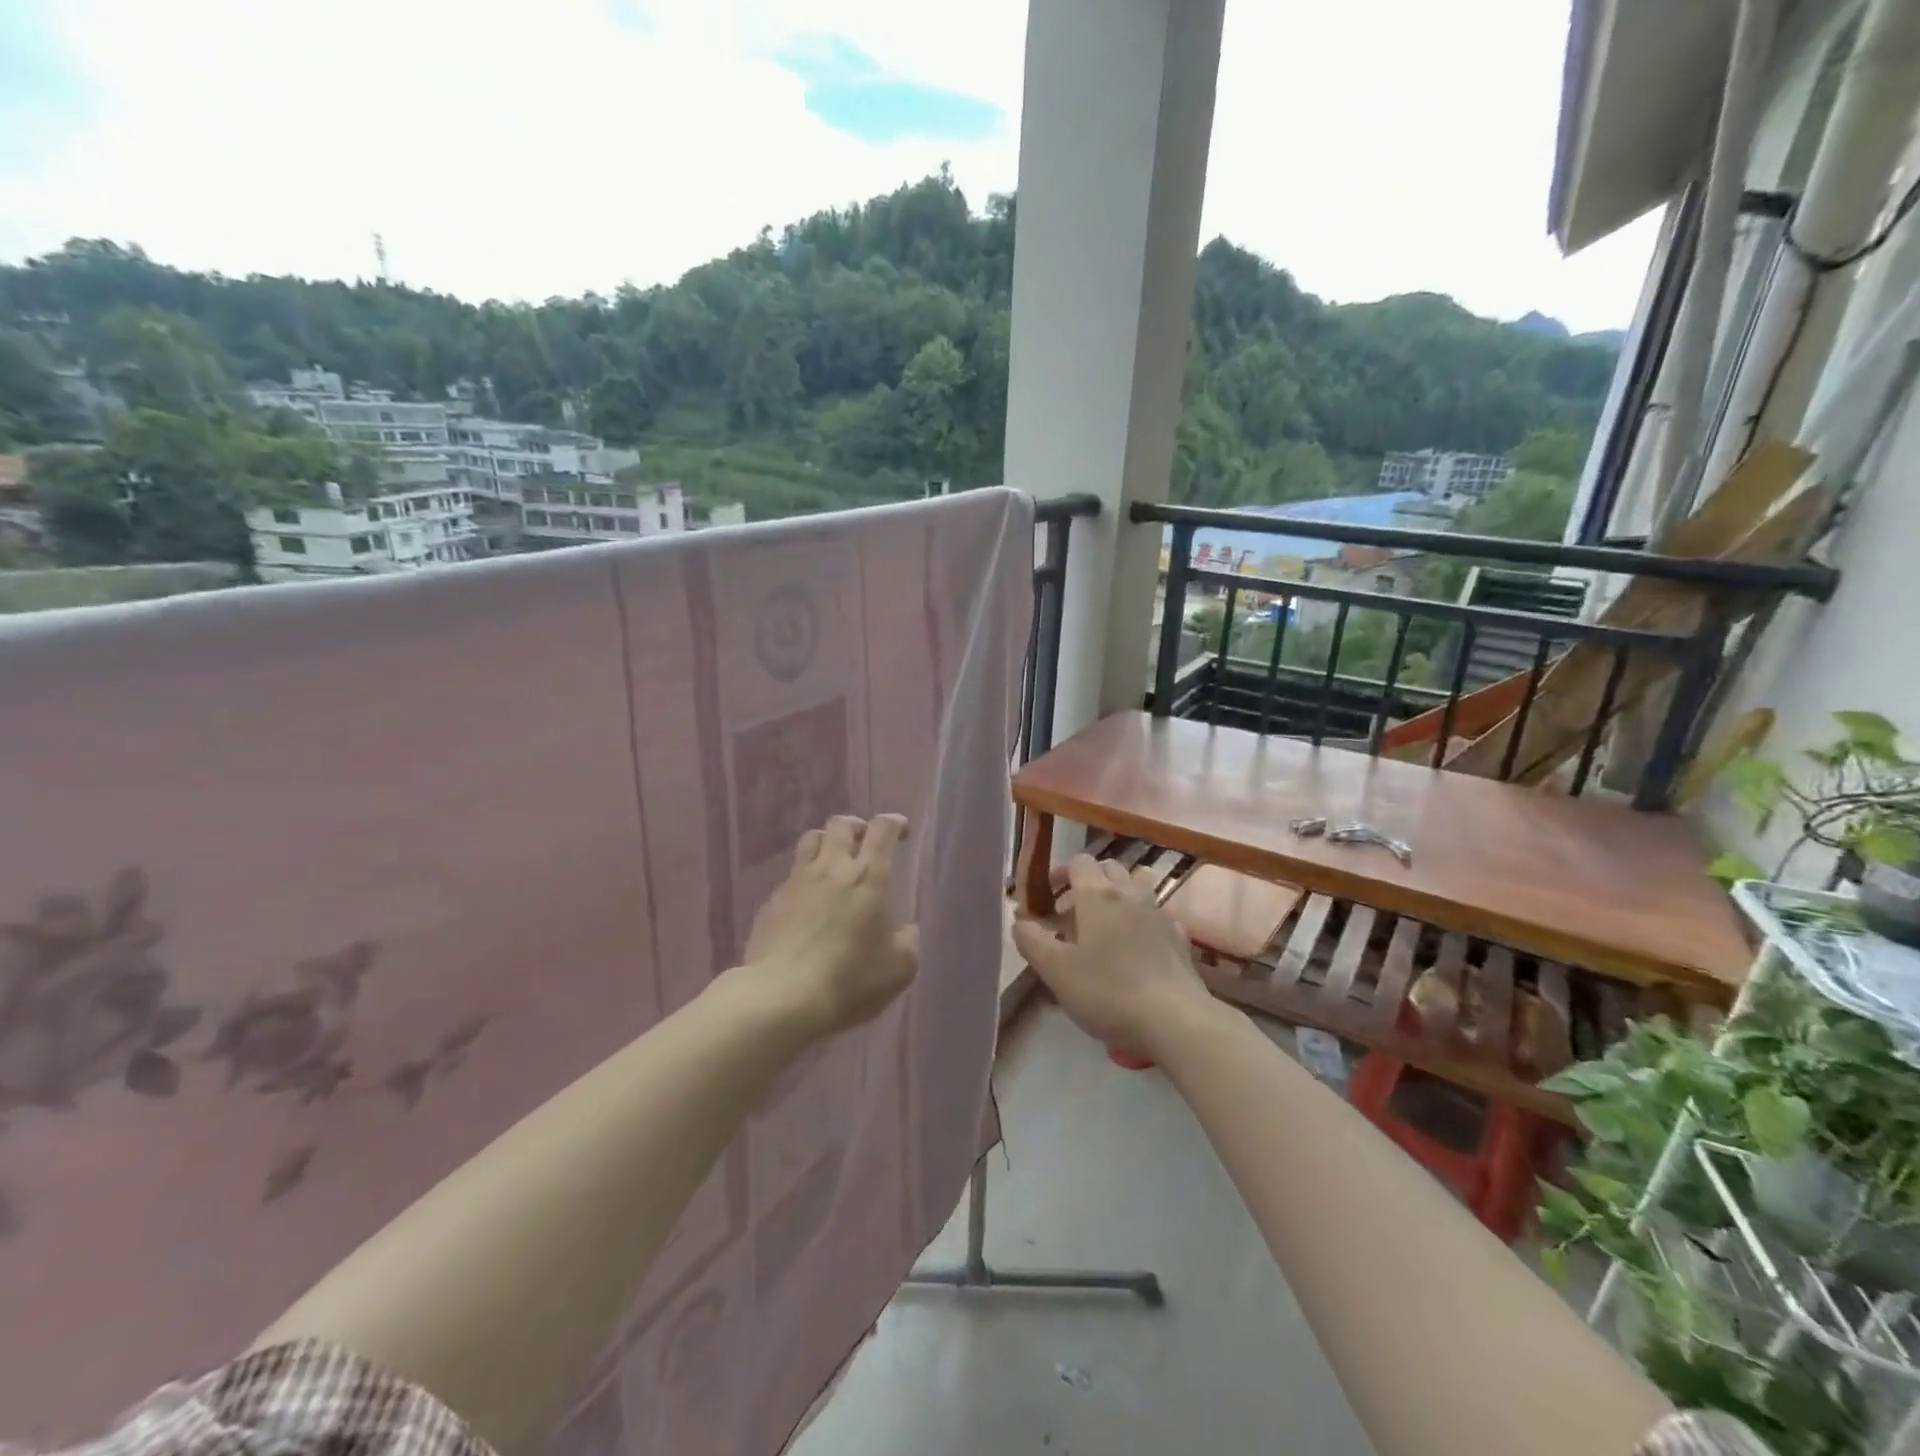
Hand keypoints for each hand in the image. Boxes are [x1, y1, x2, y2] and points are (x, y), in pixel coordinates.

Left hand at [740, 815, 917, 1038]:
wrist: (782, 997)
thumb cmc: (850, 979)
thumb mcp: (900, 968)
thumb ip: (907, 940)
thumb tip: (904, 930)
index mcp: (869, 875)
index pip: (882, 829)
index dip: (894, 822)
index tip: (901, 831)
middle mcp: (832, 867)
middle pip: (841, 825)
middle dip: (857, 827)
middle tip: (865, 844)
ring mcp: (797, 881)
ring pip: (811, 840)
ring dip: (827, 843)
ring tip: (834, 861)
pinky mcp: (772, 901)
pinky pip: (791, 875)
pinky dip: (804, 878)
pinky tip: (808, 901)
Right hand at [1012, 856, 1211, 1059]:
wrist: (1174, 1019)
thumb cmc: (1107, 991)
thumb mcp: (1055, 970)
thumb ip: (1031, 940)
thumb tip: (1020, 921)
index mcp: (1098, 894)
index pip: (1079, 862)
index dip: (1060, 873)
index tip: (1048, 896)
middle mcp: (1130, 893)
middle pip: (1109, 867)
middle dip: (1089, 881)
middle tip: (1072, 911)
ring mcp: (1159, 913)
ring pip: (1137, 885)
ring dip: (1119, 894)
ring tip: (1105, 923)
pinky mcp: (1179, 937)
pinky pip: (1158, 914)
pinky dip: (1144, 919)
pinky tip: (1138, 944)